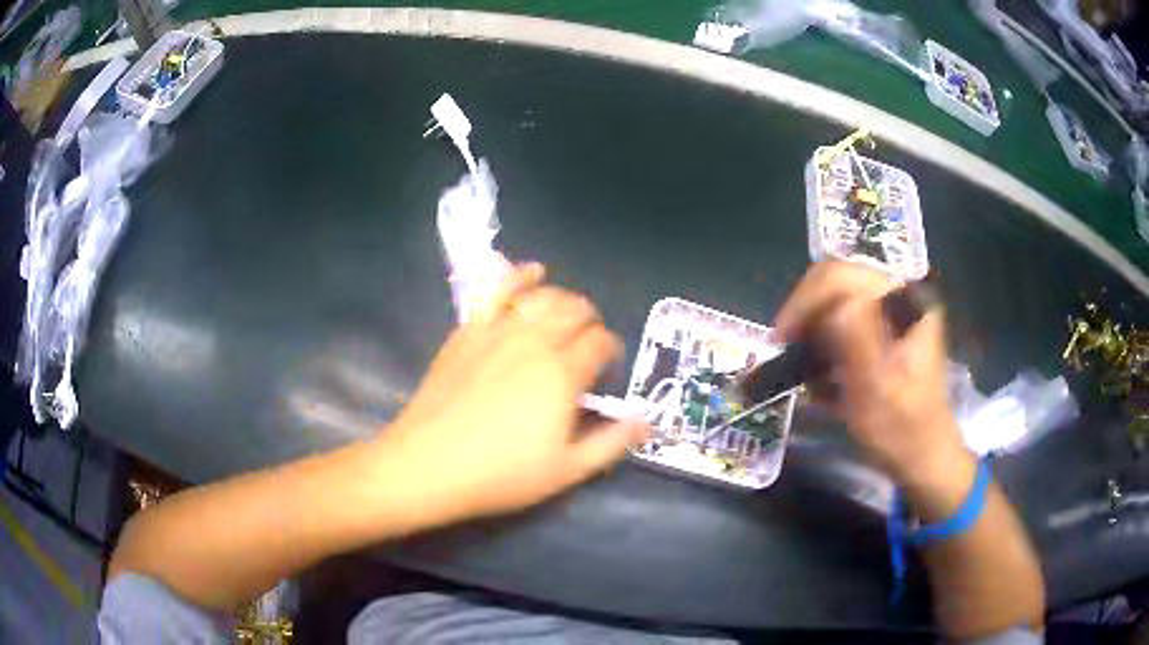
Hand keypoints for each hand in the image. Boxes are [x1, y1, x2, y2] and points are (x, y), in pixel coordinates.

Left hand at [380, 263, 647, 522]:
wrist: (429, 464)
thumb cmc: (501, 474)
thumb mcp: (567, 470)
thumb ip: (612, 442)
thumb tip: (648, 419)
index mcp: (563, 373)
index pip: (601, 343)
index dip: (610, 351)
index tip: (605, 369)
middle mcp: (535, 341)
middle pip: (576, 312)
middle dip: (590, 323)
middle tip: (587, 347)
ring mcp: (498, 330)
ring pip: (544, 297)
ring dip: (564, 300)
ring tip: (566, 314)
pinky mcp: (469, 330)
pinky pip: (498, 291)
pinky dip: (520, 276)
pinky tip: (532, 271)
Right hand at [775, 262, 966, 486]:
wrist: (923, 452)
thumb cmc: (901, 428)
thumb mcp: (878, 392)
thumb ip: (859, 345)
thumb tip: (835, 308)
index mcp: (903, 301)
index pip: (839, 277)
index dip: (804, 302)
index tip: (782, 340)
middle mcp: (898, 293)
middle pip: (834, 280)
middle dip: (805, 313)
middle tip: (786, 349)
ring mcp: (891, 307)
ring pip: (834, 296)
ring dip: (813, 328)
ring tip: (804, 366)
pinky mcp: (884, 324)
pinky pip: (842, 315)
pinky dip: (825, 339)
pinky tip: (823, 372)